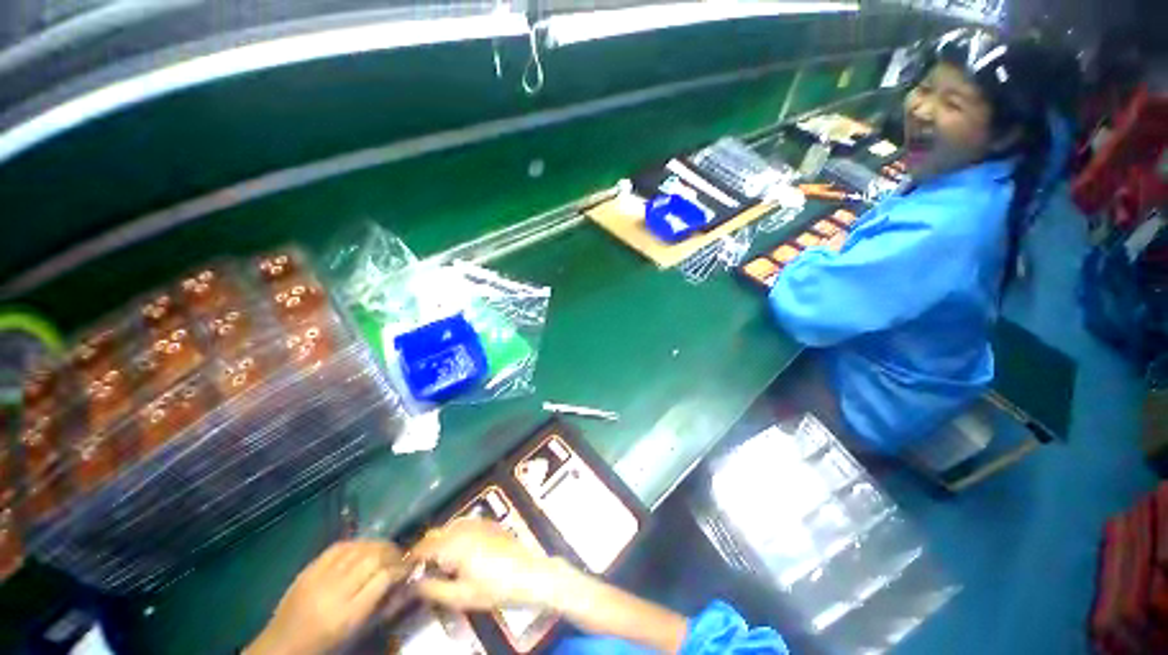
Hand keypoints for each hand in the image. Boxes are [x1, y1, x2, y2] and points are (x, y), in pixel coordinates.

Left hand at [246, 540, 405, 654]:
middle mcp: (335, 591)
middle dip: (393, 552)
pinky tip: (364, 547)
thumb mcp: (356, 632)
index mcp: (348, 614)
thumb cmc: (325, 644)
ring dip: (378, 545)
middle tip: (402, 556)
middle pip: (373, 558)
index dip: (402, 568)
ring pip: (359, 547)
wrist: (281, 646)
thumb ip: (381, 606)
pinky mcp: (309, 568)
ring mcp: (319, 577)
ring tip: (387, 550)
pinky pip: (339, 546)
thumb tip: (406, 582)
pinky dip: (358, 543)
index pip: (384, 578)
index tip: (411, 566)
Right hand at [409, 518, 560, 610]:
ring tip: (438, 562)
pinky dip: (455, 535)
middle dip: (425, 548)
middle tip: (419, 569)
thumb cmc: (493, 588)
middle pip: (436, 533)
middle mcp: (464, 527)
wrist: (526, 574)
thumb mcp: (460, 596)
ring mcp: (478, 522)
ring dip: (440, 540)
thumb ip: (433, 589)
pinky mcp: (489, 523)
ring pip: (449, 527)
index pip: (424, 547)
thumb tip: (413, 583)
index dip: (410, 558)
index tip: (402, 571)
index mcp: (454, 544)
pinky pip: (464, 525)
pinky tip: (459, 552)